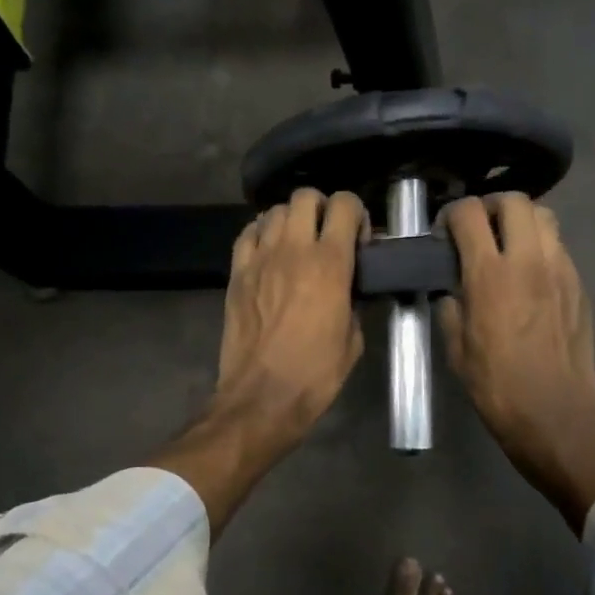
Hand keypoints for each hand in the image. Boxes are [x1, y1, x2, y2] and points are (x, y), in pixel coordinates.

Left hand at [152, 189, 364, 532]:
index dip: (356, 214)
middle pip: (305, 196)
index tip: (358, 239)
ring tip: (296, 242)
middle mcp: (294, 249)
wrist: (261, 397)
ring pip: (274, 210)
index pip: (345, 205)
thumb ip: (354, 301)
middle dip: (322, 208)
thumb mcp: (353, 339)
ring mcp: (260, 258)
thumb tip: (352, 286)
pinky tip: (269, 250)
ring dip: (290, 219)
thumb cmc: (315, 374)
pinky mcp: (236, 272)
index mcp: (330, 263)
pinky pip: (247, 232)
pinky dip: (261, 232)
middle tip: (327, 234)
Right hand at [438, 193, 594, 531]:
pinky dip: (541, 247)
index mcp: (490, 275)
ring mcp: (561, 270)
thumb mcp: (456, 349)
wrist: (555, 416)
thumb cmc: (497, 387)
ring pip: (545, 216)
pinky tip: (531, 275)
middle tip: (479, 228)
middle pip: (514, 200)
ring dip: (522, 220)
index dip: (452, 214)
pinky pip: (560, 247)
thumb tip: (452, 289)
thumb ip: (451, 307)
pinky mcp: (580, 286)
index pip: (469, 213)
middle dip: (490, 205)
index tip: (445, 232)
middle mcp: (529, 261)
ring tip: (508, 243)